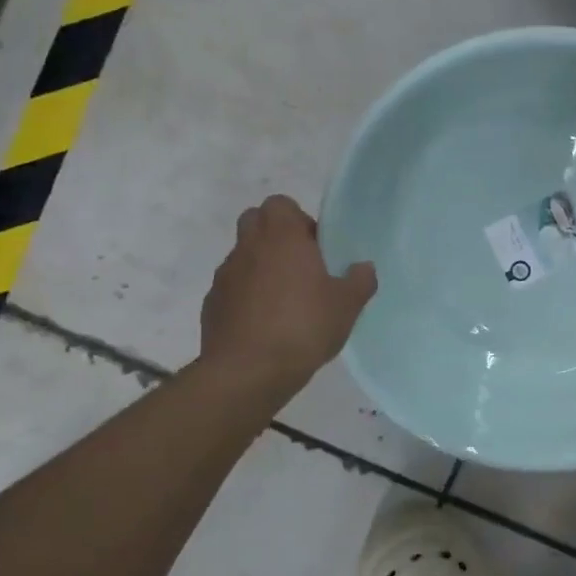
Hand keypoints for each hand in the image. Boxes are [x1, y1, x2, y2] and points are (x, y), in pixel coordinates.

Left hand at [199, 194, 376, 391]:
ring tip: (285, 301)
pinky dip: (247, 296)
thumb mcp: (347, 306)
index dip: (298, 219)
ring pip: (243, 256)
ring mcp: (225, 275)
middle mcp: (248, 247)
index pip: (280, 203)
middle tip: (301, 267)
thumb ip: (360, 281)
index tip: (316, 247)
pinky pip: (232, 287)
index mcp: (282, 237)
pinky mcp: (212, 303)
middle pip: (255, 221)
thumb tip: (363, 268)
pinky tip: (265, 324)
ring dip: (261, 267)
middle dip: (275, 237)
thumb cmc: (303, 327)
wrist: (248, 371)